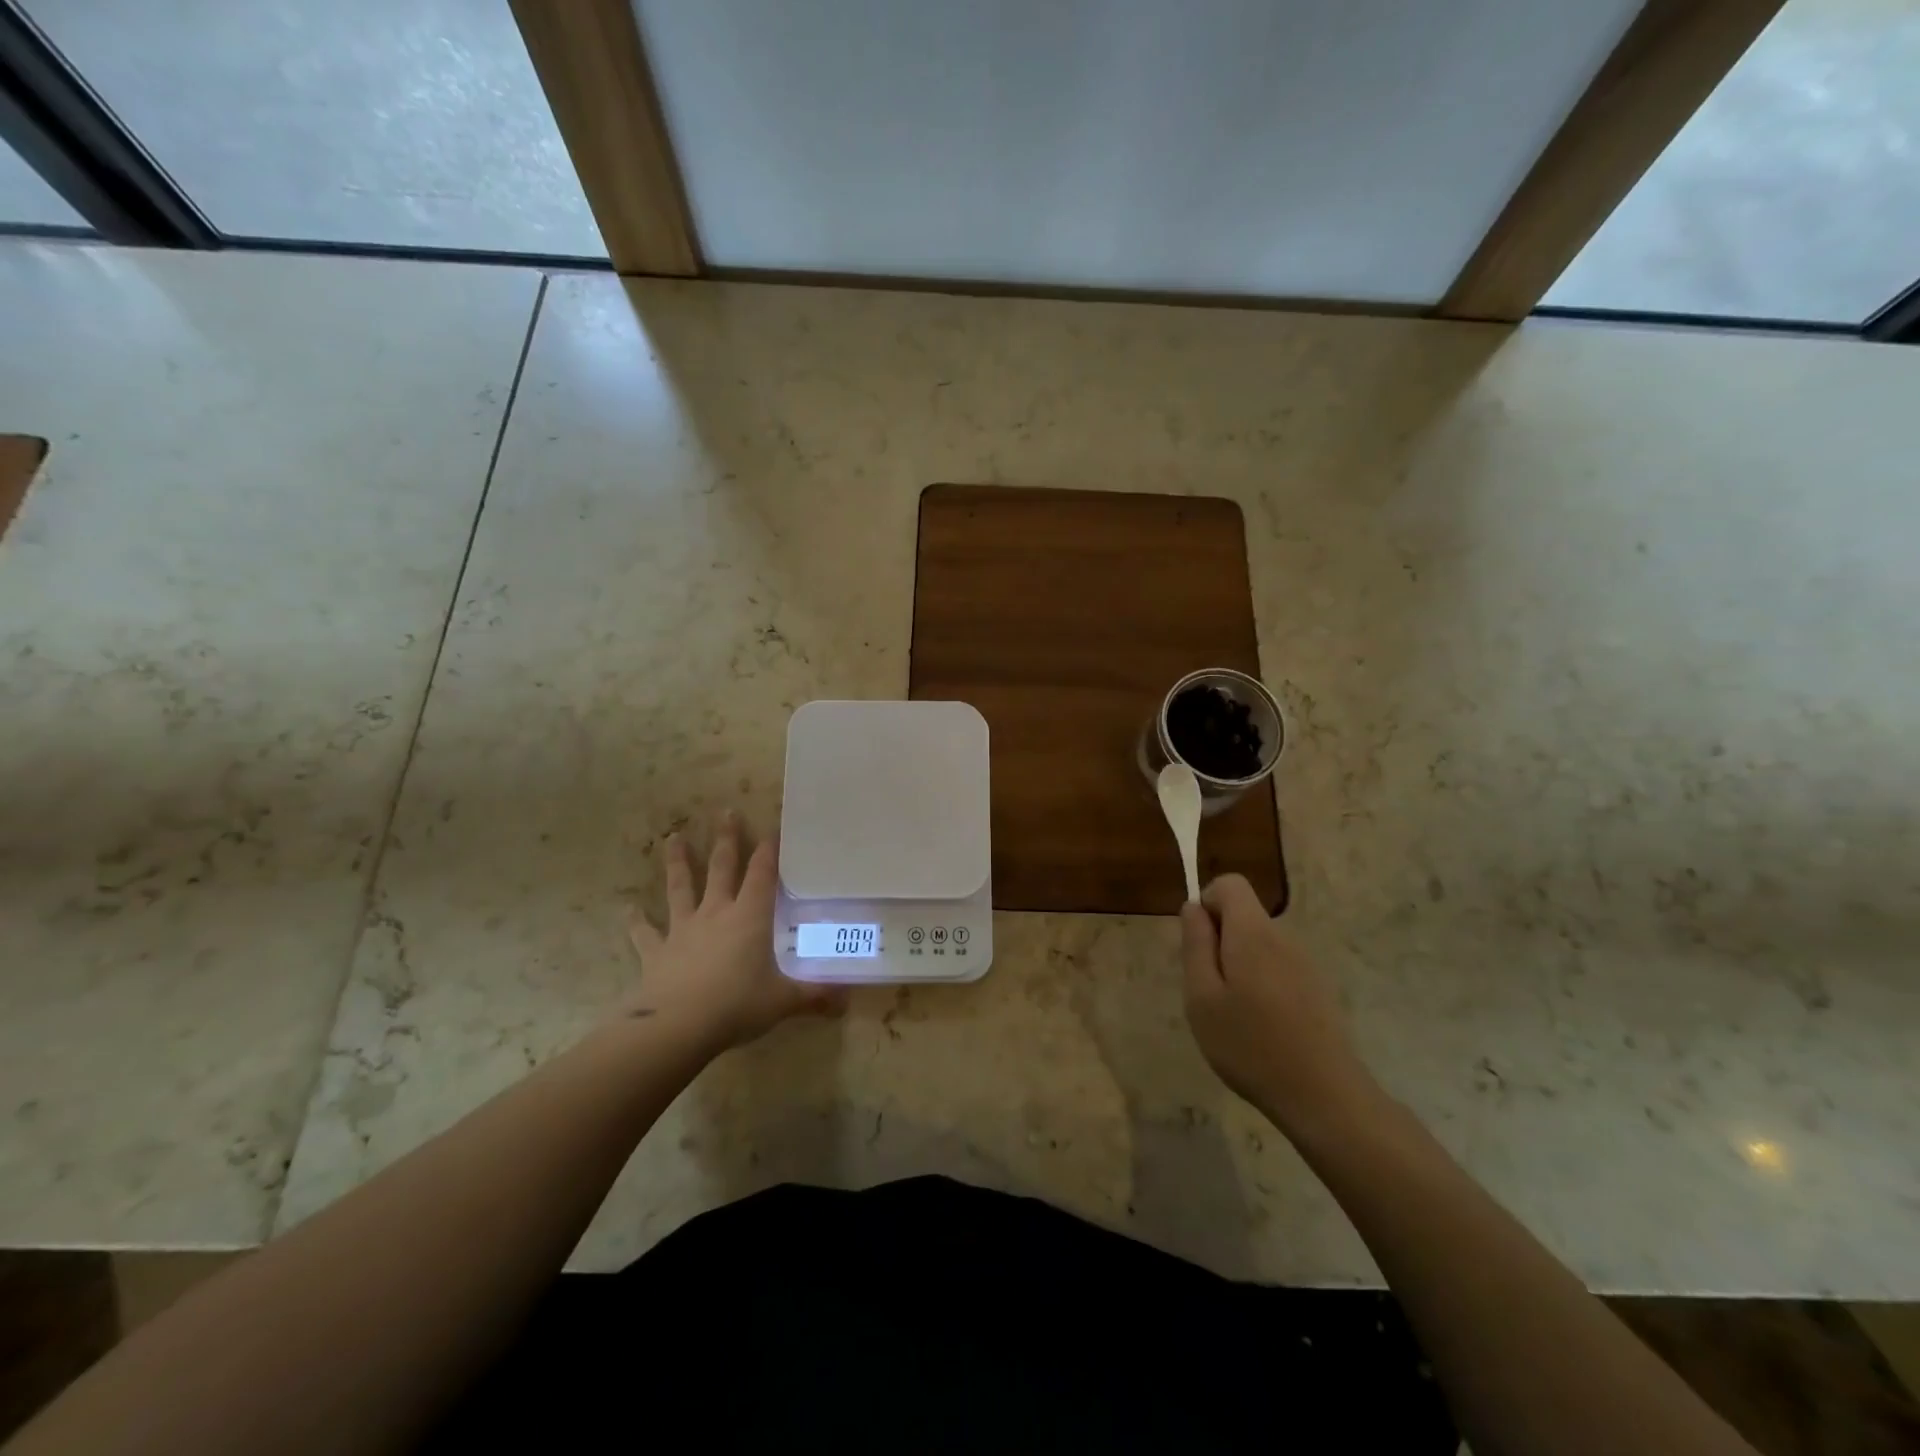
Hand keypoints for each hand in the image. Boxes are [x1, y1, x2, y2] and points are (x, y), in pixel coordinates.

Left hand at [624, 812, 843, 1052]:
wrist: (677, 1026)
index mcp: (750, 917)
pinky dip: (635, 921)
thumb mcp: (783, 1001)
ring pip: (681, 888)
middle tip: (726, 811)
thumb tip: (847, 1002)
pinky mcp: (657, 952)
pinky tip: (627, 910)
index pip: (763, 874)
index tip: (773, 826)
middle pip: (722, 868)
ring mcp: (683, 930)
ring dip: (678, 863)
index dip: (769, 850)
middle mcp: (716, 914)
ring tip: (673, 837)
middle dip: (726, 839)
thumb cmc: (737, 1005)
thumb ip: (815, 997)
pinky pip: (644, 933)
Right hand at [1179, 874, 1380, 1139]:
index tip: (1199, 945)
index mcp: (1253, 933)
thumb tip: (1193, 907)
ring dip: (1239, 967)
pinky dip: (1262, 985)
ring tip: (1234, 1016)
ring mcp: (1305, 964)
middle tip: (1210, 991)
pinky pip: (1278, 968)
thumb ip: (1195, 945)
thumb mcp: (1202, 997)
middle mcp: (1283, 938)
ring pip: (1259, 945)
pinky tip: (1262, 1029)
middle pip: (1244, 916)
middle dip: (1220, 942)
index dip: (1207, 903)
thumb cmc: (1250, 1045)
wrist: (1324, 1096)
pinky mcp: (1318, 989)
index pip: (1230, 884)